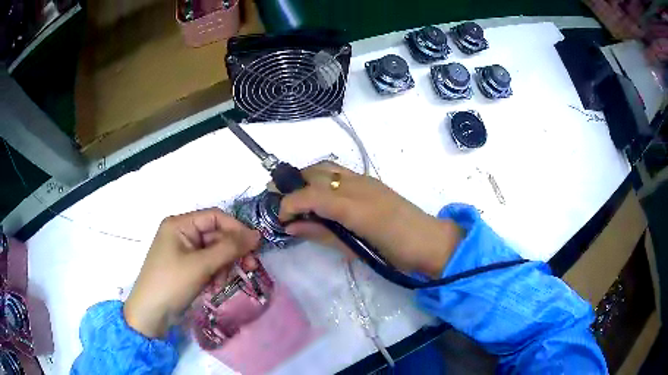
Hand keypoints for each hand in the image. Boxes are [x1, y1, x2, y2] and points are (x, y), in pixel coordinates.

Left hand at [124, 208, 260, 337]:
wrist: (151, 314)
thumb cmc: (171, 283)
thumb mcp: (201, 265)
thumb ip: (229, 248)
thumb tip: (256, 235)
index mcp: (180, 224)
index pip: (215, 217)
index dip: (236, 229)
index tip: (255, 246)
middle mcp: (182, 233)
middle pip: (216, 236)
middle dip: (231, 253)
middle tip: (249, 268)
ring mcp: (183, 251)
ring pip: (214, 252)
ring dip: (223, 267)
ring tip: (220, 284)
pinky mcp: (186, 267)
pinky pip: (208, 265)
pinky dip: (214, 275)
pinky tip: (213, 288)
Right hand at [279, 162, 462, 277]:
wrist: (430, 241)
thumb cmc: (395, 253)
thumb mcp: (356, 250)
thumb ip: (323, 234)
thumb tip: (291, 227)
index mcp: (354, 206)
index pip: (311, 195)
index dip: (289, 203)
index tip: (279, 217)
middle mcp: (357, 185)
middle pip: (315, 173)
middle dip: (292, 184)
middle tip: (279, 201)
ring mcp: (365, 180)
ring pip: (326, 167)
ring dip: (306, 177)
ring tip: (295, 197)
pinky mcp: (371, 181)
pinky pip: (338, 172)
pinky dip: (321, 178)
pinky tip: (319, 195)